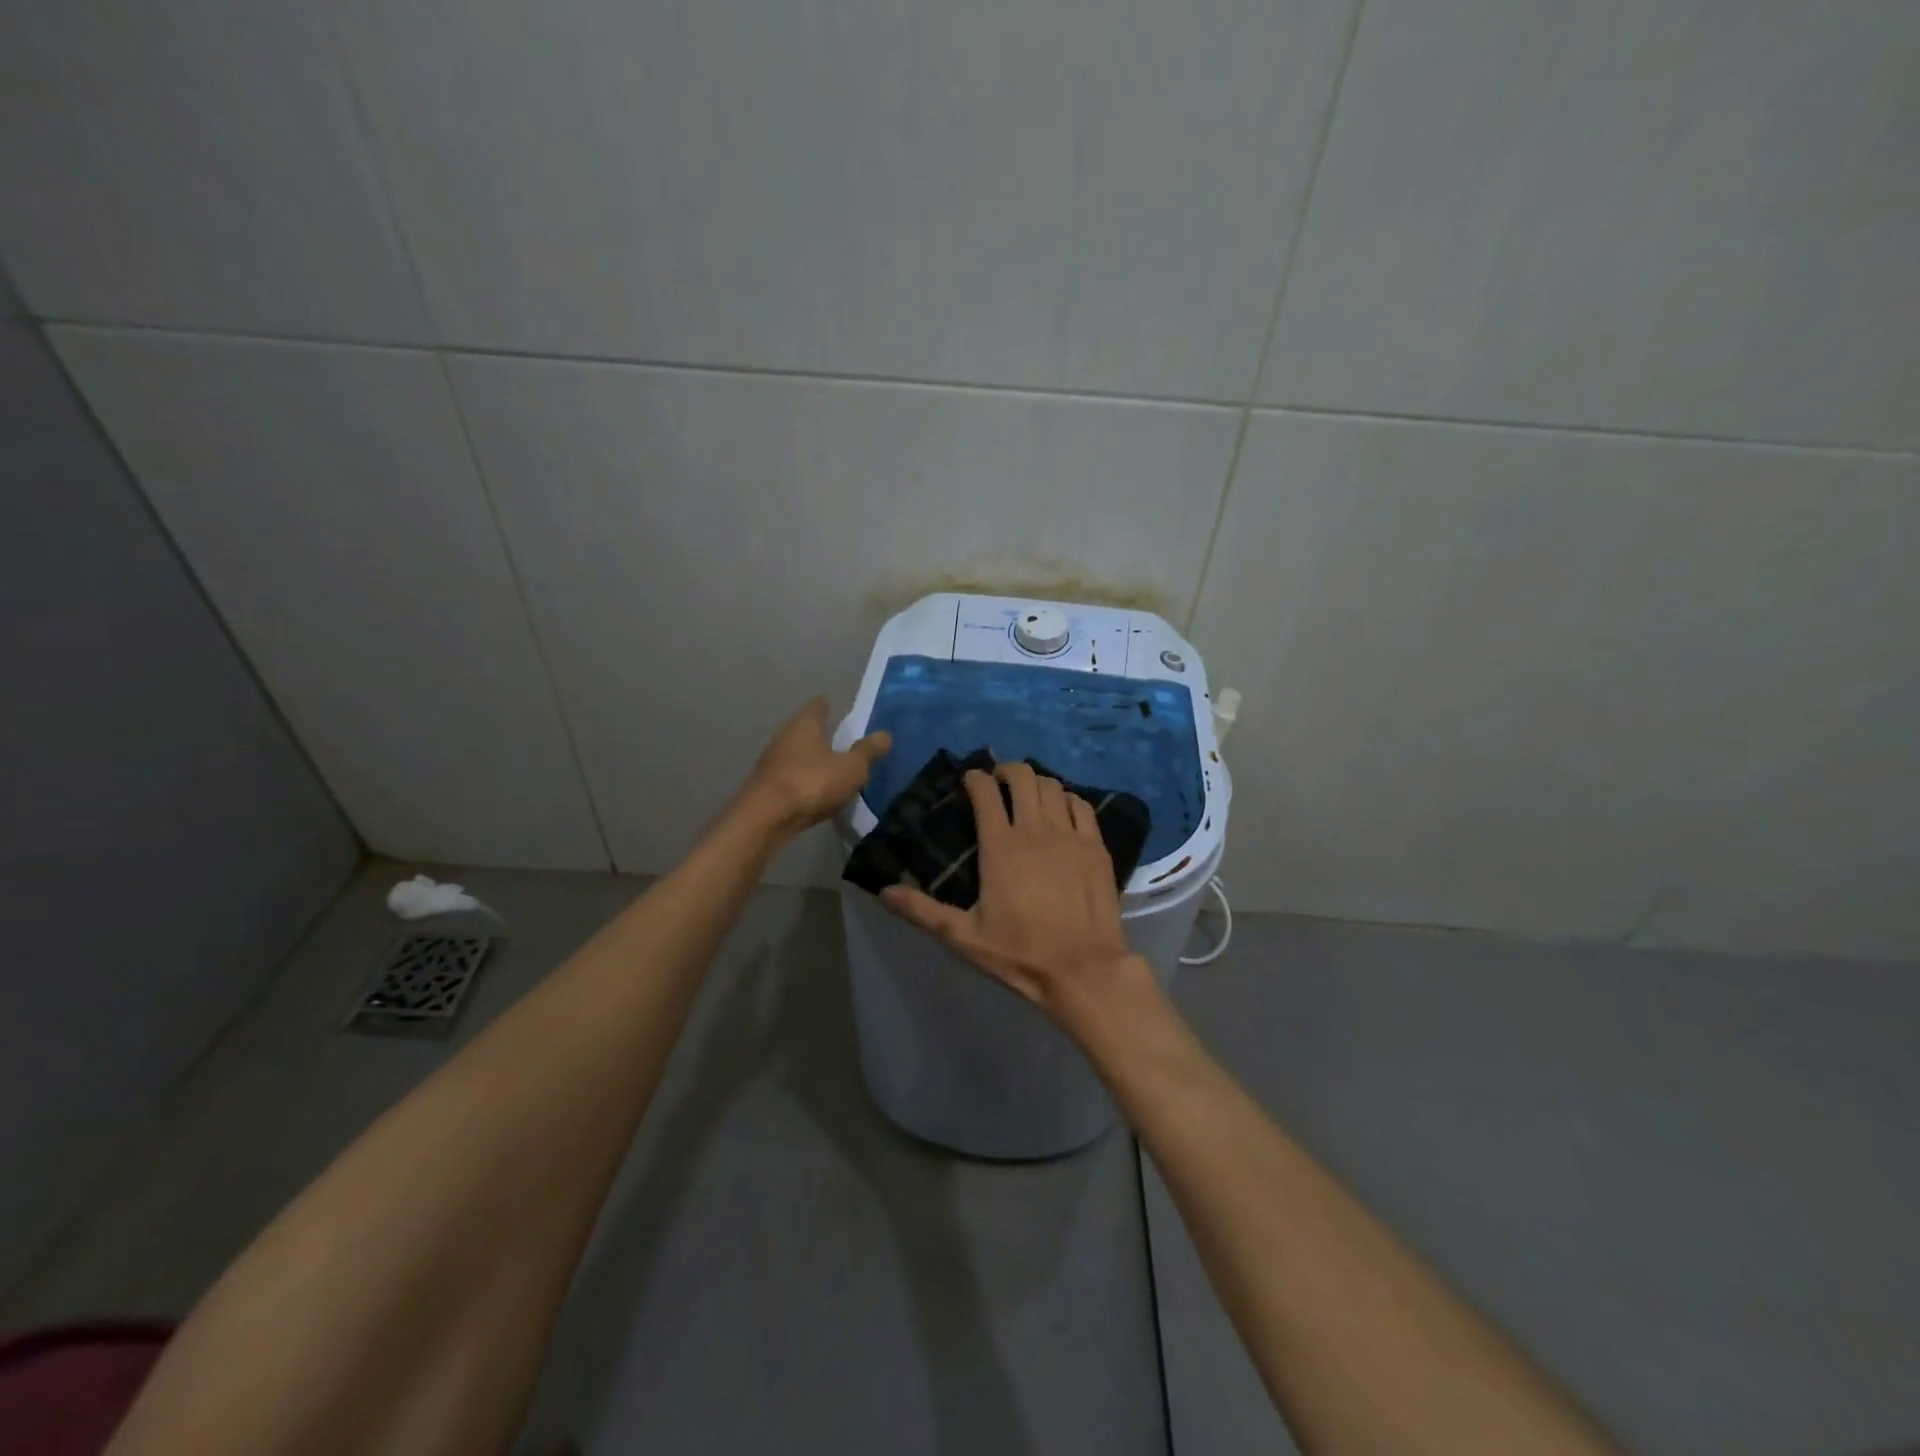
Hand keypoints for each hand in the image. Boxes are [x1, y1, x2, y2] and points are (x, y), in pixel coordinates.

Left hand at [740, 698, 889, 837]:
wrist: (766, 817)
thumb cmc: (813, 783)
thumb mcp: (852, 768)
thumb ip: (868, 751)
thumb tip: (885, 734)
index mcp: (806, 723)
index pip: (819, 705)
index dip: (830, 706)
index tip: (838, 709)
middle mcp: (785, 735)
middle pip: (805, 727)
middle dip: (820, 732)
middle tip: (840, 738)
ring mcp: (771, 759)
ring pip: (795, 751)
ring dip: (810, 756)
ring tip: (829, 764)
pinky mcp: (765, 783)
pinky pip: (789, 773)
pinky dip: (801, 776)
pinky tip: (812, 787)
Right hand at [881, 763, 1151, 1027]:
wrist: (1084, 970)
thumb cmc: (1021, 953)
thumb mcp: (964, 937)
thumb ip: (922, 911)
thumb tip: (884, 892)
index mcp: (1000, 846)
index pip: (985, 792)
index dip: (974, 779)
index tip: (969, 781)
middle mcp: (1035, 830)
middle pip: (1022, 777)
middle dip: (1006, 771)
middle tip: (998, 782)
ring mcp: (1070, 835)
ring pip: (1052, 786)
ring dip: (1036, 782)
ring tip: (1028, 794)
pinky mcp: (1096, 846)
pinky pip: (1082, 805)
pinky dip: (1067, 799)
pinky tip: (1062, 810)